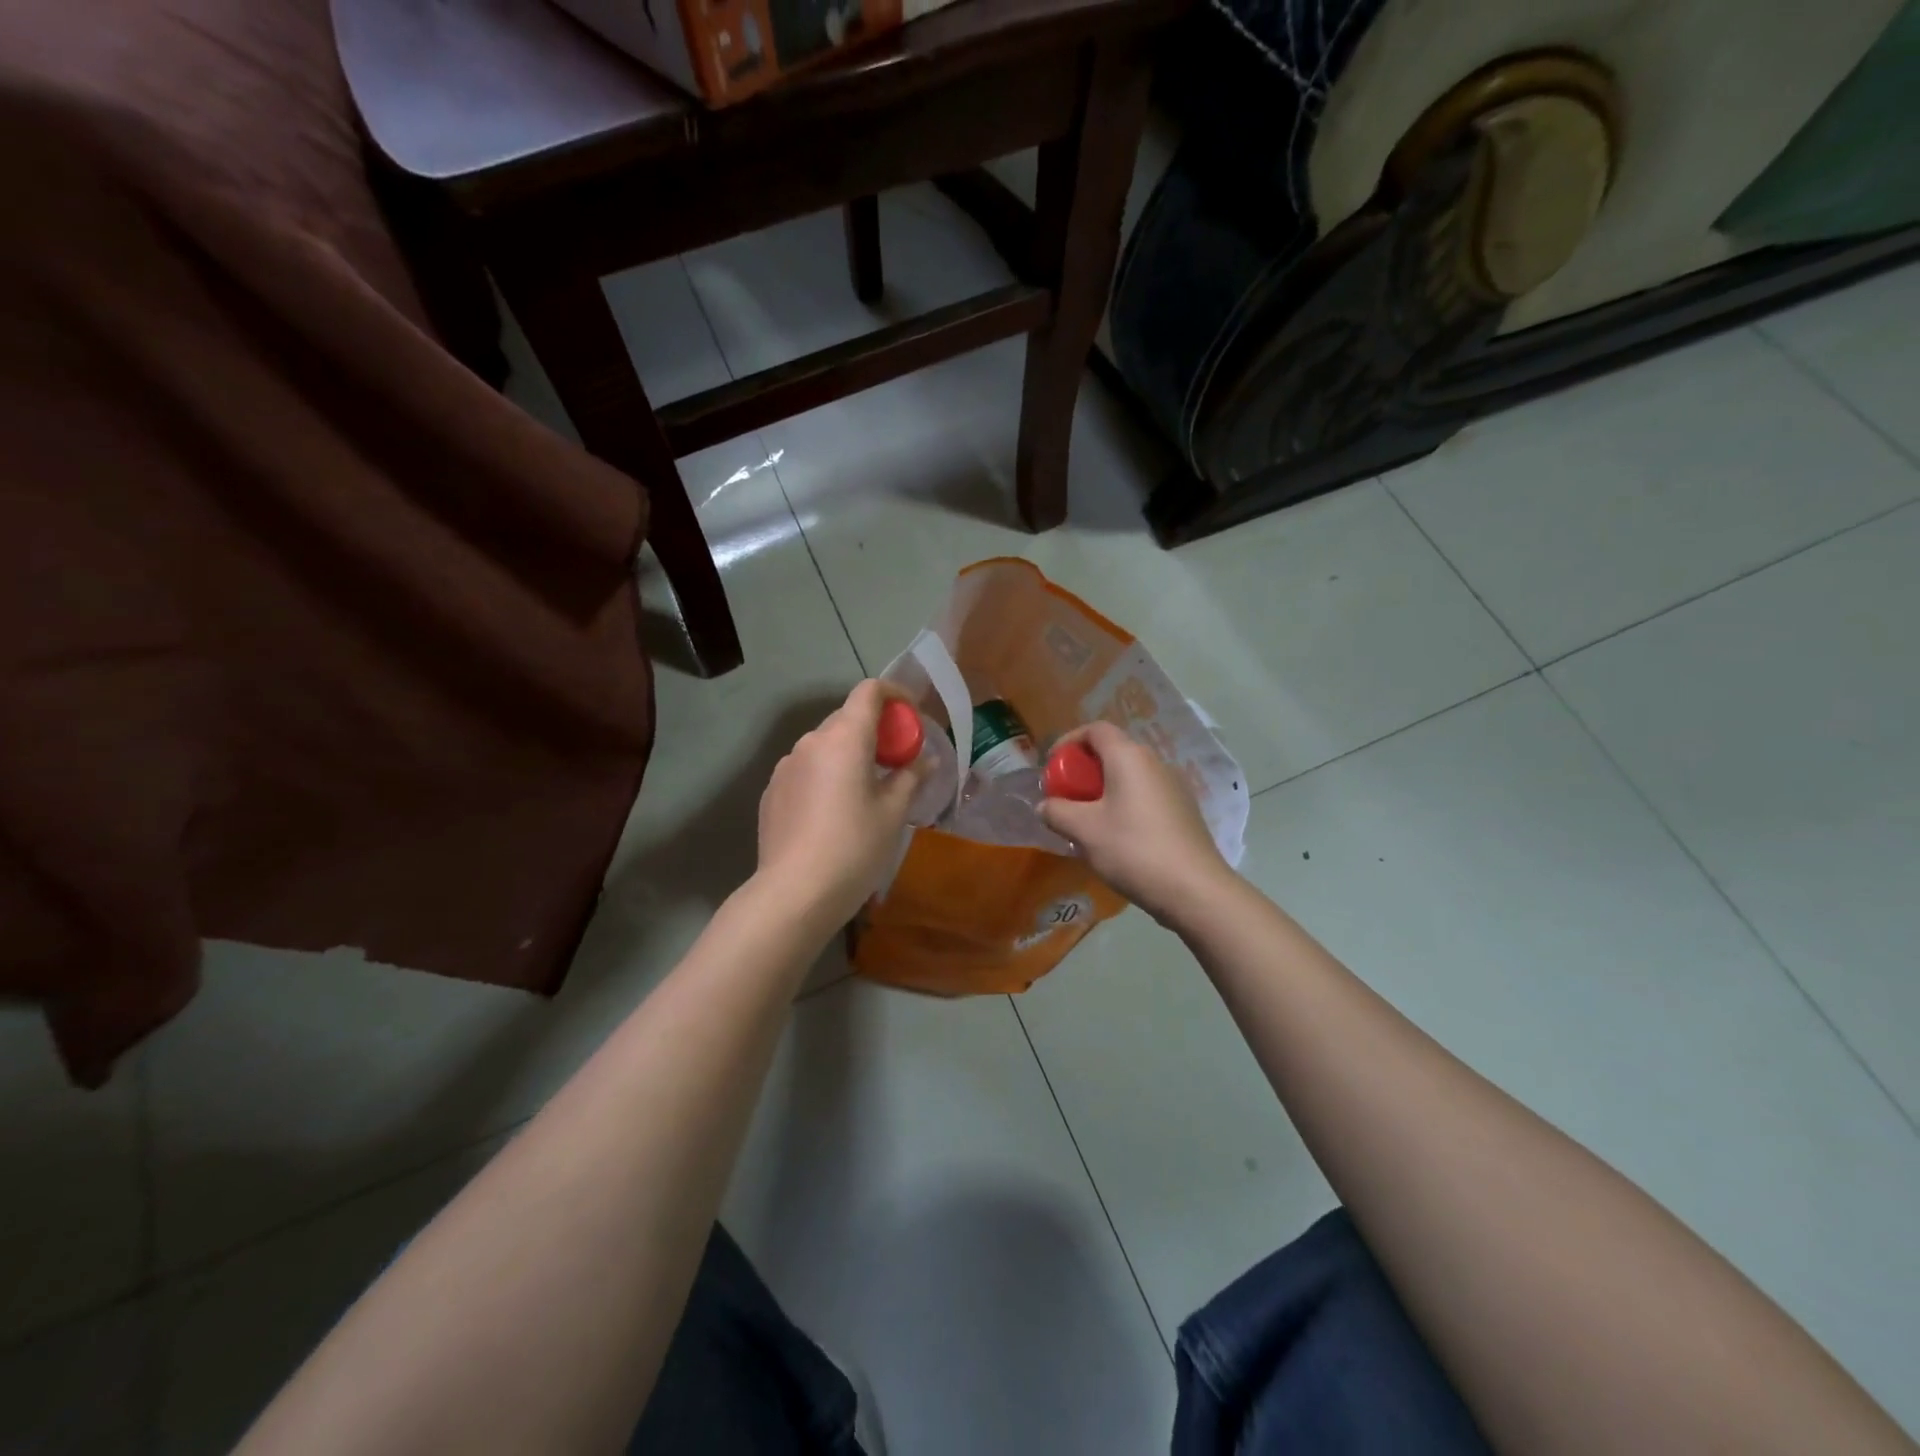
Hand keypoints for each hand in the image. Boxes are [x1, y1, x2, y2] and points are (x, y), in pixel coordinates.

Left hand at [755, 680, 929, 927]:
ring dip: (848, 754)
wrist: (794, 893)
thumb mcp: (893, 813)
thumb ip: (910, 777)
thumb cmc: (854, 847)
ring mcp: (786, 766)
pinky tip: (833, 813)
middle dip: (875, 731)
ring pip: (825, 746)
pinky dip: (825, 775)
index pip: (869, 691)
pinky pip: (806, 769)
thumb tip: (925, 760)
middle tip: (896, 762)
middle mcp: (811, 741)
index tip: (911, 717)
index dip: (895, 694)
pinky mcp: (772, 790)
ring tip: (864, 791)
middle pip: (847, 718)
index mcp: (845, 738)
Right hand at [1040, 721, 1233, 925]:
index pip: (1095, 729)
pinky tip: (1117, 837)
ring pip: (1130, 776)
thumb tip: (1046, 806)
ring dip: (1104, 790)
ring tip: (1088, 821)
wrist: (1194, 889)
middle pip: (1113, 752)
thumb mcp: (1084, 831)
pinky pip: (1145, 795)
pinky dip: (1124, 804)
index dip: (1069, 741)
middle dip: (1084, 770)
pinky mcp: (1184, 810)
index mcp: (1129, 757)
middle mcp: (1155, 763)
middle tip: (1066, 797)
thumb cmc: (1133, 849)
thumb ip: (1057, 812)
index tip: (1052, 767)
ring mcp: (1174, 786)